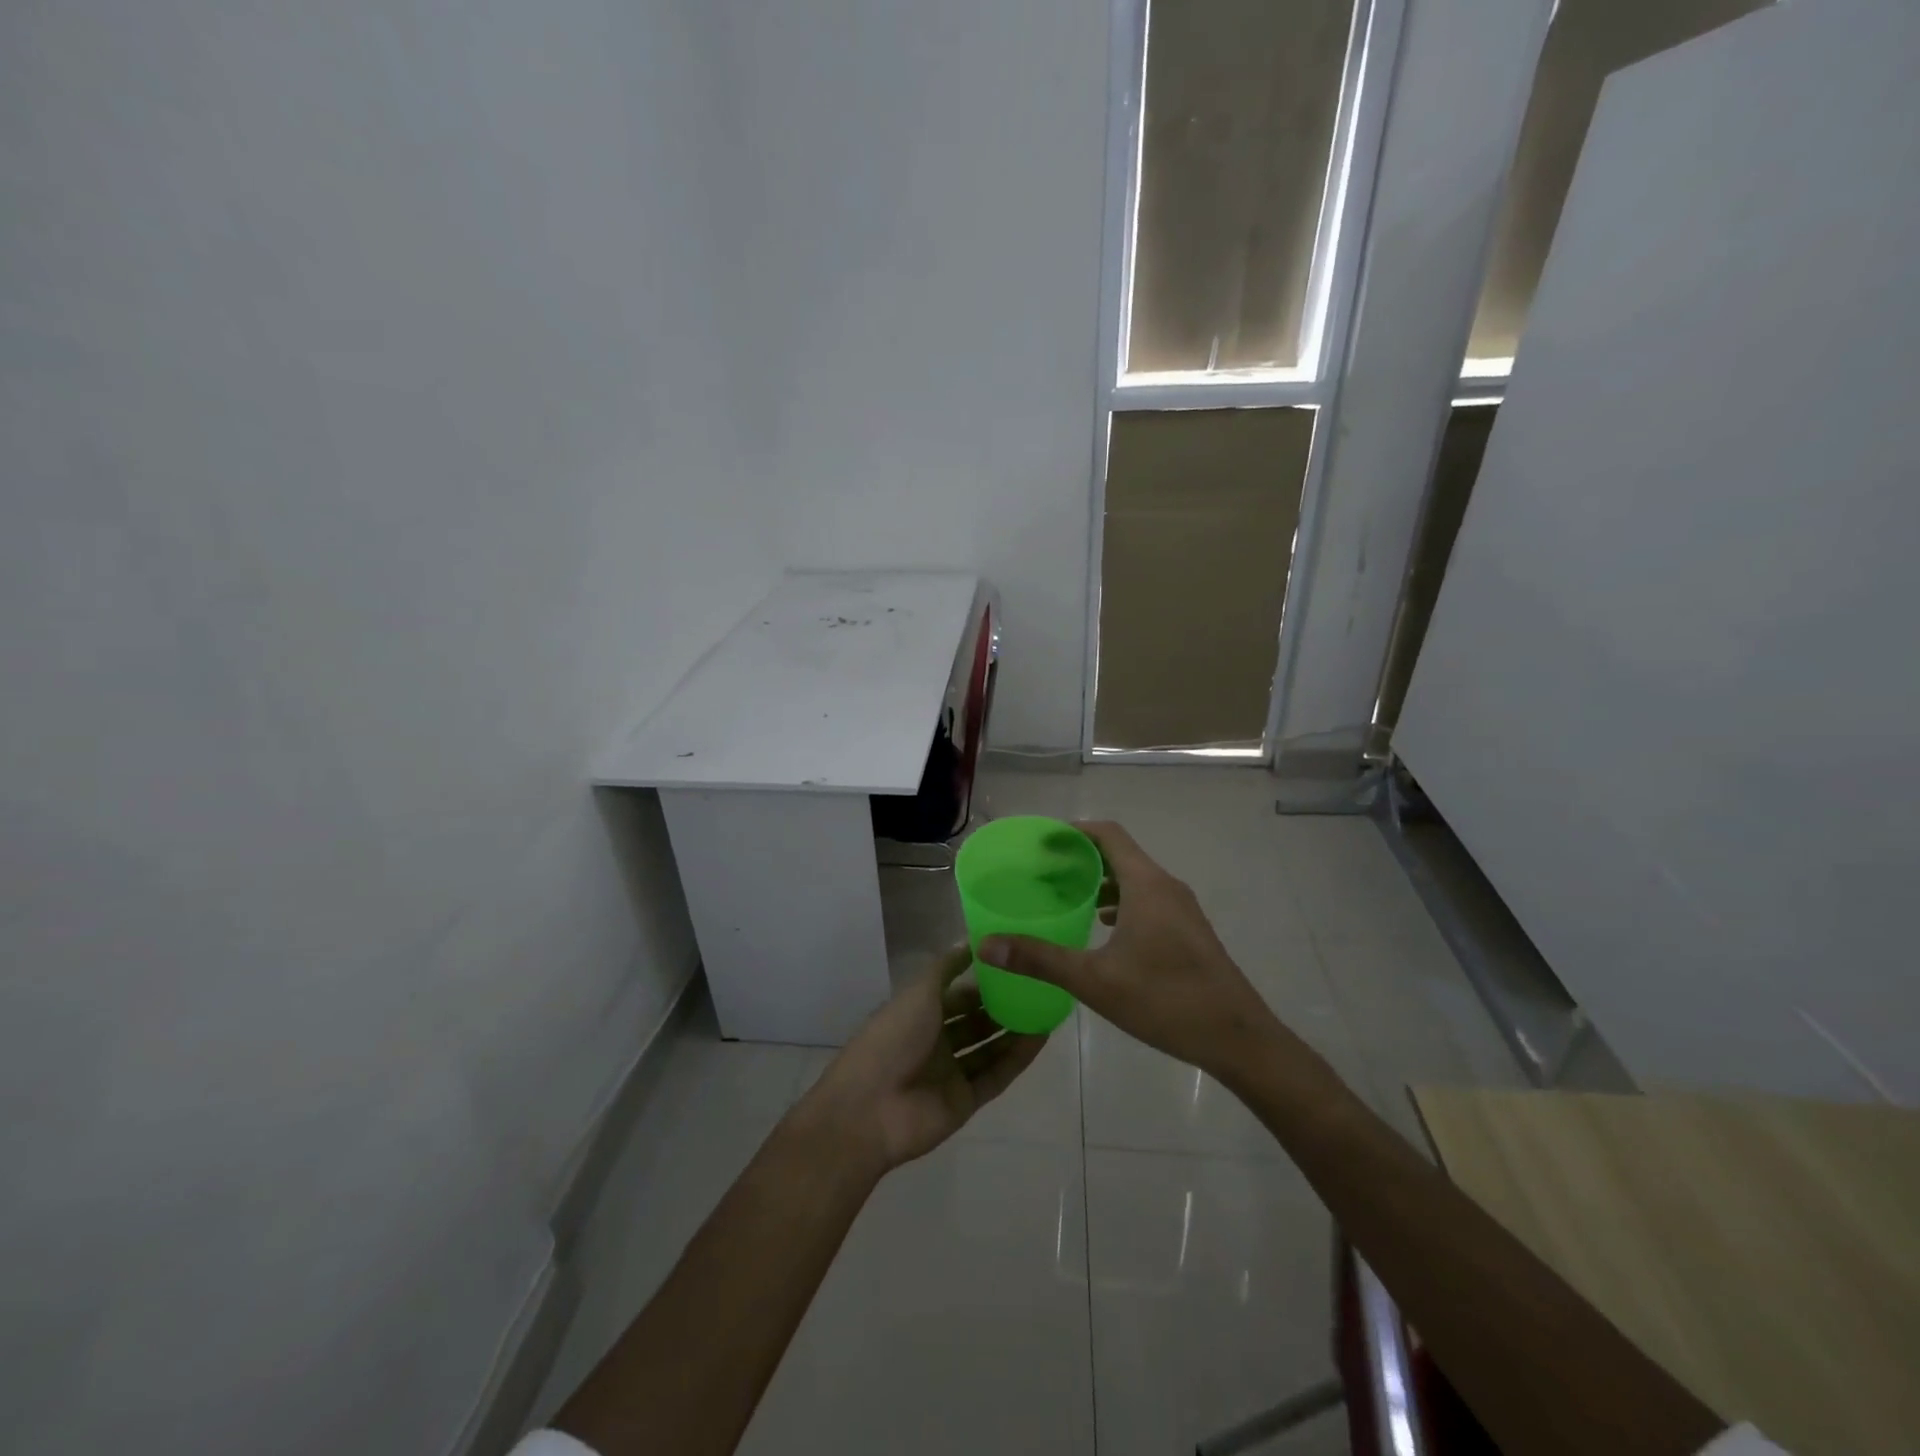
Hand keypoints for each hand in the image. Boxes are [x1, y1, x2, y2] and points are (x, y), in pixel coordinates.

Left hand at [800, 945, 1047, 1171]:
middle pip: (974, 1021)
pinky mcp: (965, 1100)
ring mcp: (950, 1072)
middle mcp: (935, 1041)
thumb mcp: (918, 992)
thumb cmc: (891, 1039)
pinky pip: (996, 1075)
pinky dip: (1017, 1058)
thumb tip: (970, 941)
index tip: (1014, 965)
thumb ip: (946, 968)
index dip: (982, 981)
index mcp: (919, 1013)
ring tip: (1047, 1009)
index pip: (956, 993)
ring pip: (989, 1047)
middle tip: (1038, 987)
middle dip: (1002, 1006)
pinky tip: (1042, 1038)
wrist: (869, 1109)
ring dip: (1014, 1030)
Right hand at [979, 821, 1296, 1086]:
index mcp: (1146, 884)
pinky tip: (1102, 929)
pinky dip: (1120, 902)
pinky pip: (1148, 900)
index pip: (1108, 834)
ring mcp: (1183, 910)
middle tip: (1043, 873)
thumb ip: (1040, 959)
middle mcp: (1166, 887)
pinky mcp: (1190, 931)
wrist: (1239, 1039)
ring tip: (1066, 898)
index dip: (1074, 831)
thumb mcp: (1095, 981)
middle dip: (1081, 858)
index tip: (1041, 842)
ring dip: (1101, 882)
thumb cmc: (1166, 1001)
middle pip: (1120, 854)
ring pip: (1135, 879)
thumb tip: (986, 945)